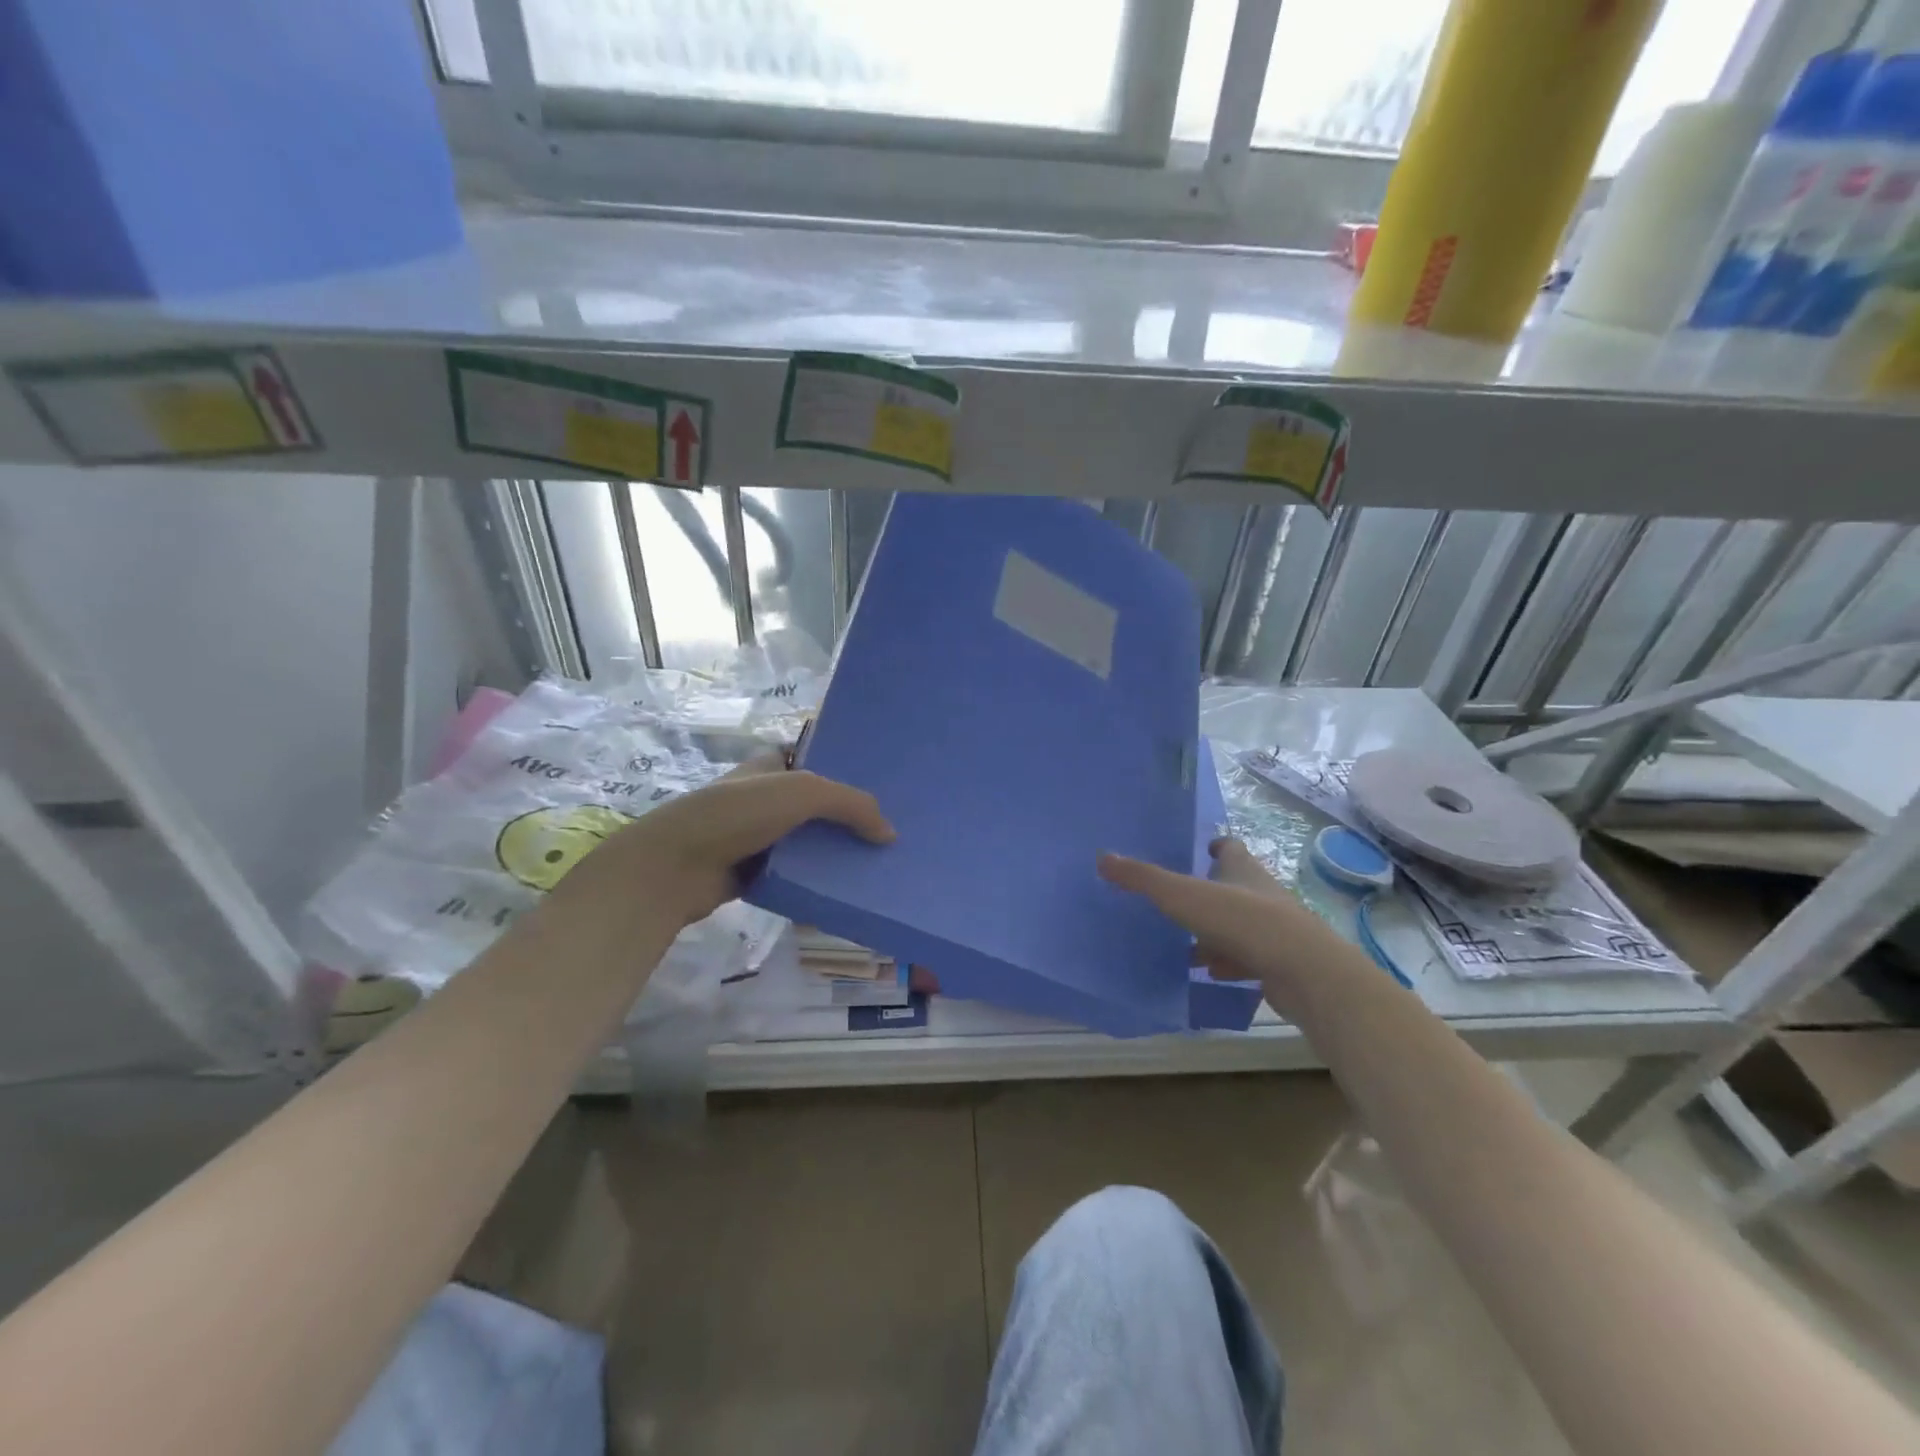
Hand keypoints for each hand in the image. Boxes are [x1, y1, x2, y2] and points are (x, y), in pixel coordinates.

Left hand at [548, 754, 894, 926]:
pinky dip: (816, 881)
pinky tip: (848, 888)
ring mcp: (758, 836)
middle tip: (891, 830)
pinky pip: (795, 874)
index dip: (847, 768)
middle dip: (849, 817)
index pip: (816, 759)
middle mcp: (765, 797)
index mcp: (771, 765)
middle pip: (817, 805)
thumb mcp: (802, 793)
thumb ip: (850, 805)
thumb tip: (889, 834)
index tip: (886, 785)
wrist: (675, 866)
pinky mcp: (754, 872)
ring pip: (808, 842)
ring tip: (879, 862)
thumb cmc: (736, 813)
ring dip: (836, 853)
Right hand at [1098, 838, 1333, 1016]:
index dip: (1218, 847)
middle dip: (1210, 892)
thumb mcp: (1183, 896)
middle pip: (1234, 886)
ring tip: (1185, 942)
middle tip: (1179, 899)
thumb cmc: (1243, 920)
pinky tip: (1211, 972)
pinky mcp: (1279, 962)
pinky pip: (1247, 957)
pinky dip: (1229, 962)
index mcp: (1242, 869)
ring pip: (1239, 925)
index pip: (1231, 848)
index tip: (1204, 849)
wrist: (1303, 971)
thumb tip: (1102, 858)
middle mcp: (1261, 893)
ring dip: (1216, 931)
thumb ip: (1143, 879)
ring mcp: (1273, 929)